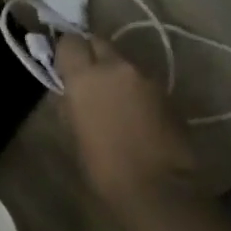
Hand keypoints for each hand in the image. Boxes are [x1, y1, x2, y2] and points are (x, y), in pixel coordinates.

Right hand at [56, 35, 198, 215]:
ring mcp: (145, 77)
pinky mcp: (167, 91)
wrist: (158, 188)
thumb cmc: (104, 167)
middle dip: (91, 54)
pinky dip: (134, 88)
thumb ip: (69, 104)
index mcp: (85, 77)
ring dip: (114, 72)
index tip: (63, 66)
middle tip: (87, 77)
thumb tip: (67, 91)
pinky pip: (142, 79)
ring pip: (123, 62)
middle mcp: (116, 67)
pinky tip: (134, 112)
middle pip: (99, 43)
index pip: (70, 42)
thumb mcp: (73, 134)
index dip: (65, 51)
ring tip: (112, 98)